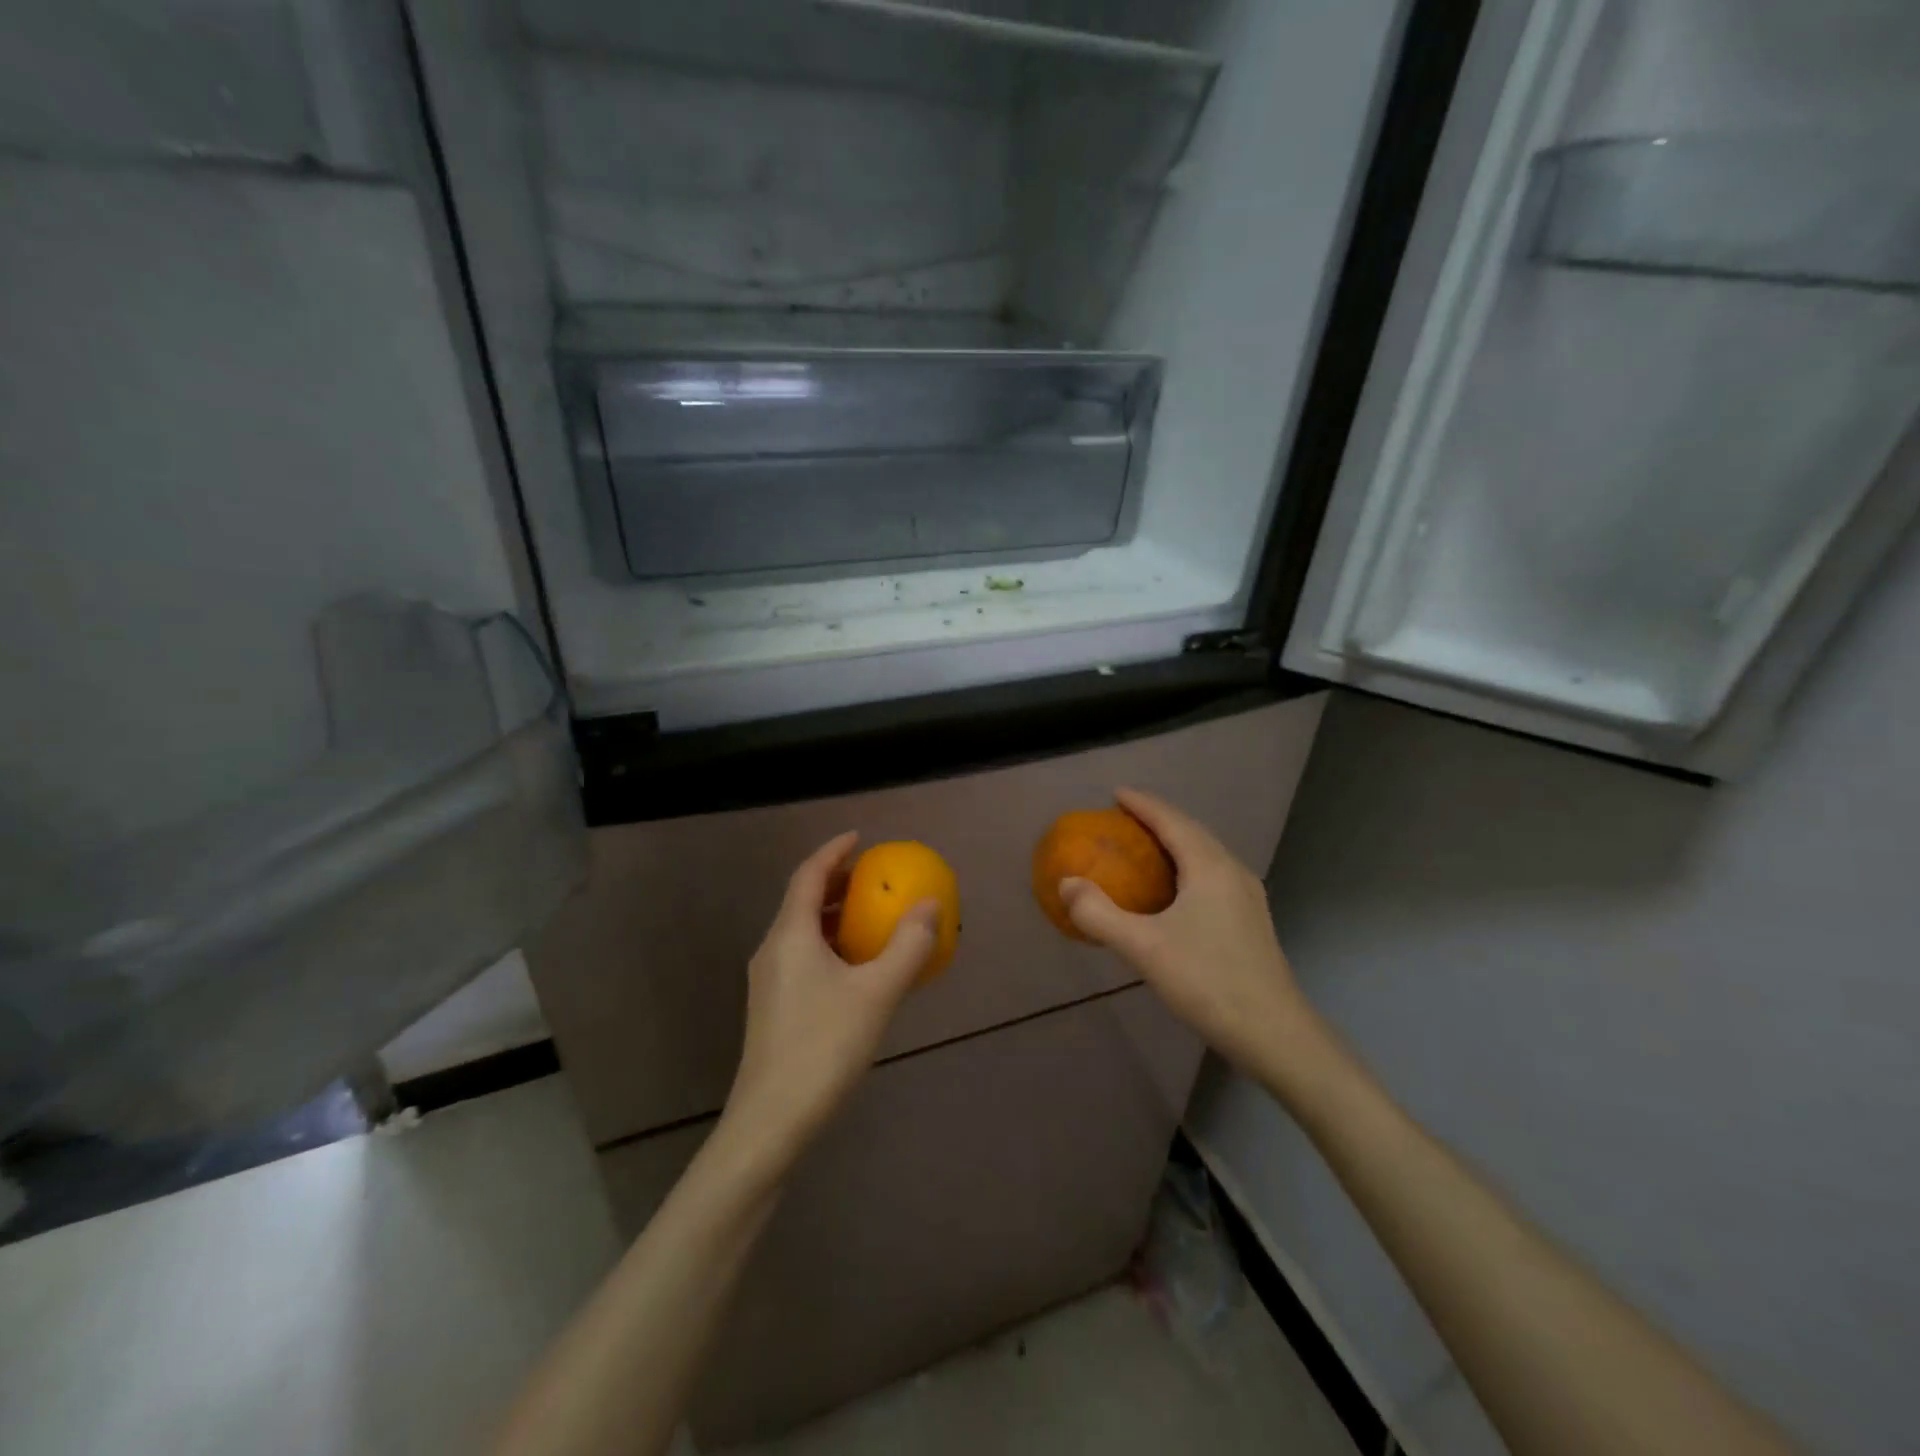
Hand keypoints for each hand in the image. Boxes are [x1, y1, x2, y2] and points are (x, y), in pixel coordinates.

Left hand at [722, 832, 937, 1172]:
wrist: (770, 1123)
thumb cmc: (824, 1047)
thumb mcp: (877, 994)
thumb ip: (908, 946)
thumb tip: (931, 905)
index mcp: (791, 935)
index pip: (808, 875)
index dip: (834, 851)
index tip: (861, 838)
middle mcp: (773, 950)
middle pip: (803, 900)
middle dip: (837, 882)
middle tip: (873, 876)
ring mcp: (769, 981)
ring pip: (802, 931)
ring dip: (835, 916)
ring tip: (871, 917)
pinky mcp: (773, 1008)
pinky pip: (803, 956)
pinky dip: (831, 944)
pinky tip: (857, 968)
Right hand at [1059, 789, 1324, 1087]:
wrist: (1274, 1033)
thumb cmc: (1207, 981)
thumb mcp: (1143, 948)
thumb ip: (1099, 913)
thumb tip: (1066, 884)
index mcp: (1209, 867)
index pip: (1171, 821)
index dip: (1143, 804)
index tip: (1116, 793)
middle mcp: (1233, 872)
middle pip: (1192, 832)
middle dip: (1158, 820)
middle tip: (1124, 819)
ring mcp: (1247, 897)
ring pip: (1206, 855)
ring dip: (1175, 843)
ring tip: (1145, 848)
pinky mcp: (1251, 921)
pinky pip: (1213, 876)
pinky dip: (1187, 867)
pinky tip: (1174, 892)